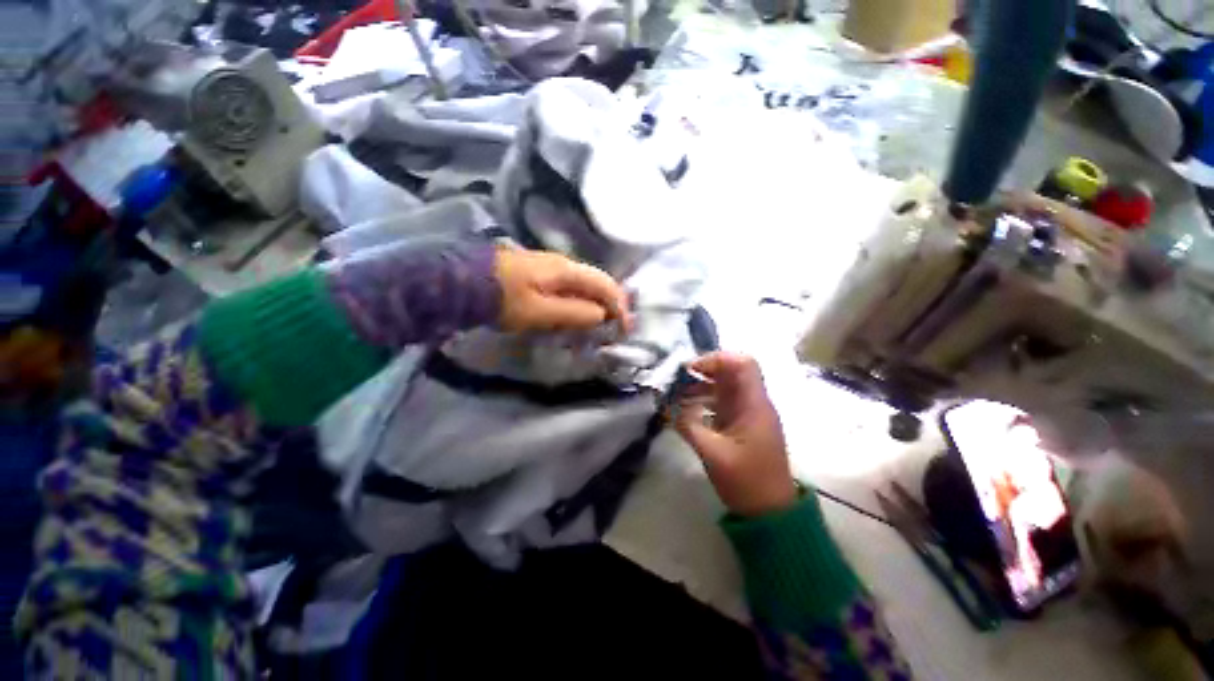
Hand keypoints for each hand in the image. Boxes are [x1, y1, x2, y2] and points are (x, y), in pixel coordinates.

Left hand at [494, 247, 631, 333]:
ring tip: (602, 322)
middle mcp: (562, 262)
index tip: (625, 329)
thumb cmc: (502, 299)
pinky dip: (581, 300)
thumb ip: (575, 313)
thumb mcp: (540, 312)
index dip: (620, 306)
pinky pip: (570, 286)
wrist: (461, 282)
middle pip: (597, 281)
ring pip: (584, 283)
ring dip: (597, 302)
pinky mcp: (538, 272)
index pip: (605, 285)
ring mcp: (549, 265)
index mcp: (566, 270)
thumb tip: (601, 315)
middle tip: (618, 325)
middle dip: (612, 303)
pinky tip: (578, 312)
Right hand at [673, 352, 797, 517]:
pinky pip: (722, 402)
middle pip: (731, 372)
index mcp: (753, 405)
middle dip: (703, 371)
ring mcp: (747, 413)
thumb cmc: (746, 481)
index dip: (717, 359)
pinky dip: (704, 400)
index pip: (742, 364)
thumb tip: (668, 407)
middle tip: (678, 380)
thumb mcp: (713, 454)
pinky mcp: (741, 424)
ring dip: (701, 386)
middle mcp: (753, 403)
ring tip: (676, 394)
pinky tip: (686, 408)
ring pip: (725, 386)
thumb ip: (689, 426)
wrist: (770, 511)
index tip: (691, 369)